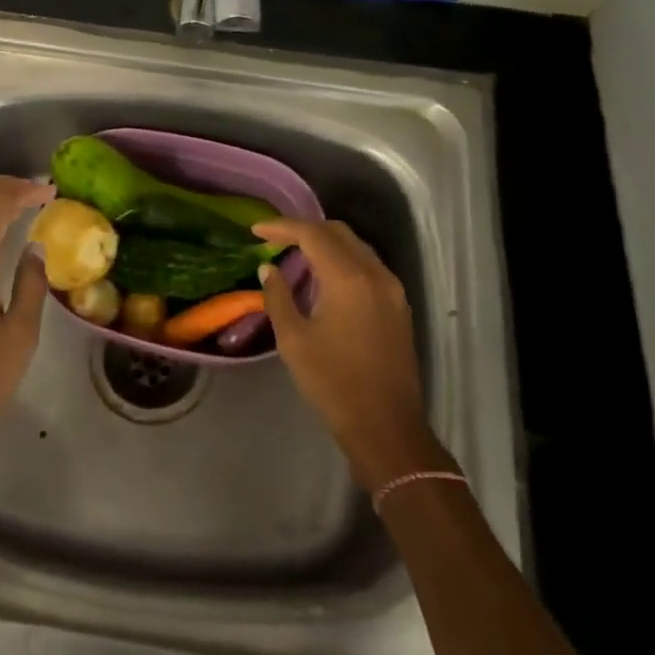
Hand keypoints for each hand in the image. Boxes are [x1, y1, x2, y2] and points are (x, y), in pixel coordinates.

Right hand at [254, 217, 442, 489]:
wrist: (386, 427)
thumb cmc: (334, 384)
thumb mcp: (294, 340)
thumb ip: (278, 297)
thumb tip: (269, 268)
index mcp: (349, 278)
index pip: (312, 234)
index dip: (282, 227)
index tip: (256, 229)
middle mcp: (375, 273)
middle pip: (338, 232)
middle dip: (304, 229)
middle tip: (274, 238)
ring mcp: (392, 289)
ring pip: (356, 246)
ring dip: (325, 242)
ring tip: (295, 252)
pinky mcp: (398, 305)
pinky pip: (368, 265)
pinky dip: (343, 259)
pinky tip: (324, 275)